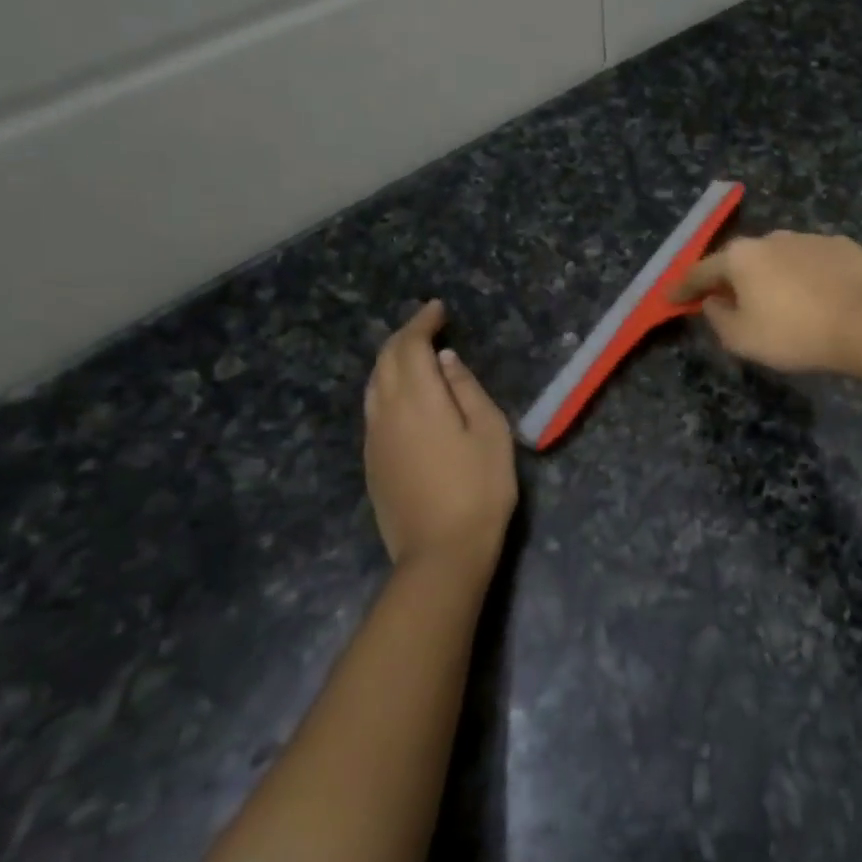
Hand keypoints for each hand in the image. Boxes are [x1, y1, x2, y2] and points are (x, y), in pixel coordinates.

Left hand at [363, 300, 516, 581]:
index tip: (438, 309)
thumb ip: (466, 389)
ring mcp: (374, 438)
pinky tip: (406, 395)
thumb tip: (445, 361)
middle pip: (385, 360)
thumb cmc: (479, 488)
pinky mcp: (372, 461)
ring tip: (416, 354)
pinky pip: (373, 408)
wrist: (440, 552)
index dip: (422, 322)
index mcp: (418, 399)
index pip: (410, 346)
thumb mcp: (490, 432)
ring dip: (392, 360)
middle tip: (428, 326)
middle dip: (404, 337)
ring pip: (373, 384)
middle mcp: (386, 411)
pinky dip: (387, 386)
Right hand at [672, 230, 861, 372]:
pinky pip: (811, 261)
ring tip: (778, 301)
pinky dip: (805, 275)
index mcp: (741, 257)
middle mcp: (771, 238)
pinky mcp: (841, 246)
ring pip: (778, 257)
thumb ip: (718, 318)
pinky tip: (815, 295)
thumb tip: (713, 301)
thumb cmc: (794, 333)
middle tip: (728, 301)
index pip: (701, 271)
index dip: (683, 287)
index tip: (671, 298)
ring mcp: (808, 238)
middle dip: (731, 279)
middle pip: (741, 259)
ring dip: (771, 275)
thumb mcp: (742, 339)